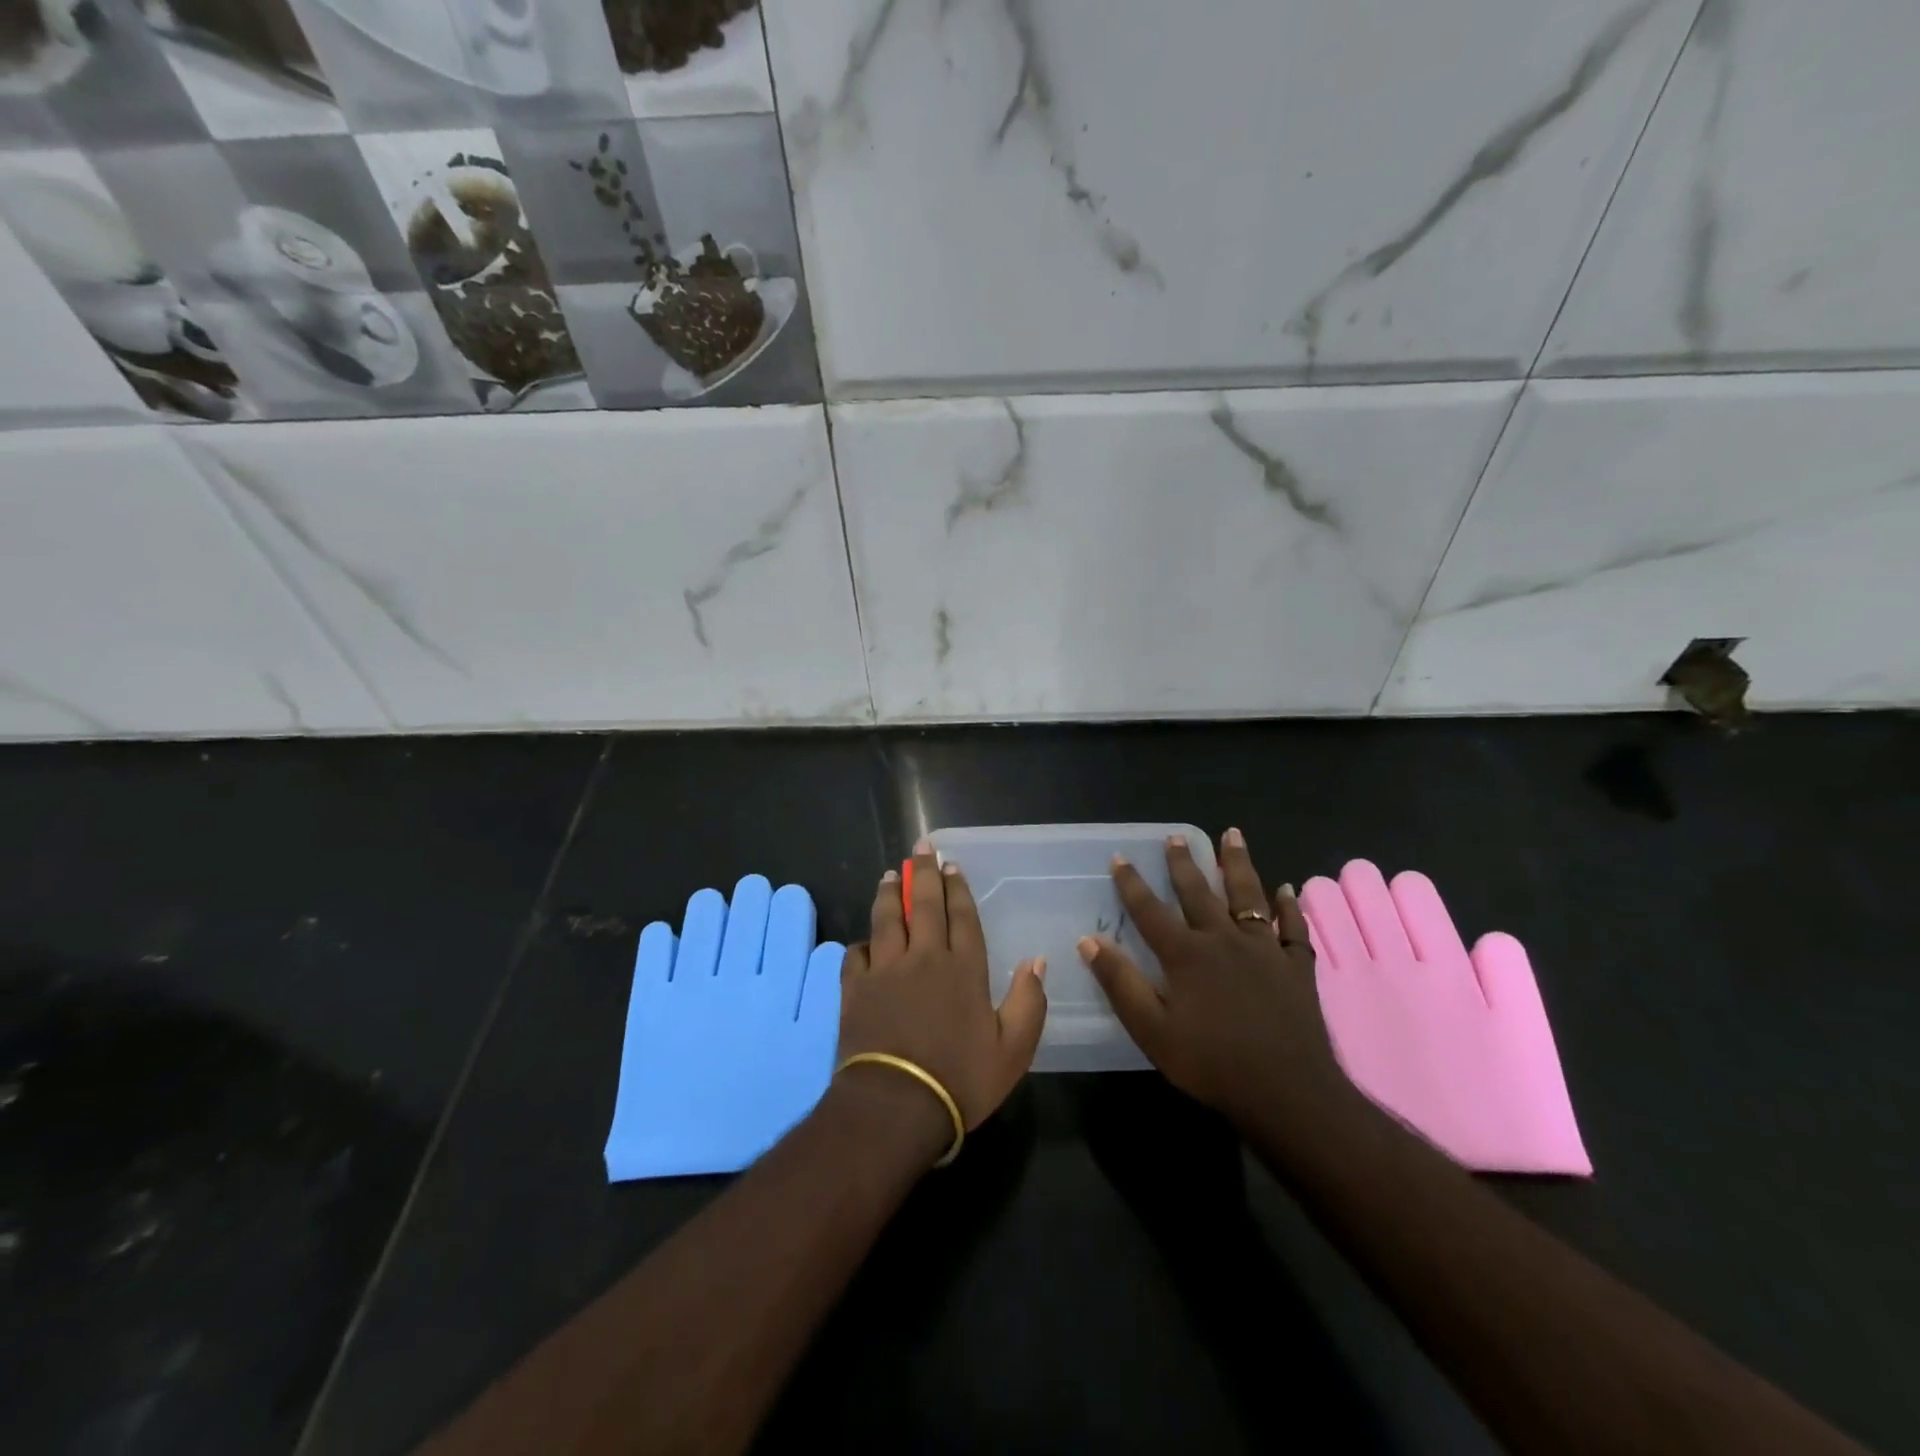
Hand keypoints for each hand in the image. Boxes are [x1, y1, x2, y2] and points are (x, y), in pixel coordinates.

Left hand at [837, 843, 1048, 1138]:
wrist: (896, 1106)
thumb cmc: (960, 1079)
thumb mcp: (1013, 1050)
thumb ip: (1029, 1002)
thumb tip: (1038, 961)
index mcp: (964, 968)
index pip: (962, 916)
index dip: (957, 888)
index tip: (952, 864)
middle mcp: (924, 957)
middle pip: (925, 905)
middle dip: (925, 873)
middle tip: (921, 847)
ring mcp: (886, 970)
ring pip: (887, 919)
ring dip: (890, 893)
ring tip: (891, 874)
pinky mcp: (855, 988)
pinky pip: (855, 954)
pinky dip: (861, 944)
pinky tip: (864, 941)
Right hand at [1077, 829, 1357, 1139]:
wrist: (1287, 1093)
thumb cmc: (1211, 1063)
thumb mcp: (1151, 1029)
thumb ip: (1120, 983)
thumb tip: (1088, 941)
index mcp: (1186, 954)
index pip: (1150, 910)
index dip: (1131, 883)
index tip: (1119, 857)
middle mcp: (1223, 939)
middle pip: (1199, 892)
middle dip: (1184, 863)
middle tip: (1175, 837)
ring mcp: (1264, 949)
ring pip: (1248, 895)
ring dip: (1238, 864)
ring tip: (1233, 834)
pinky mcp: (1296, 966)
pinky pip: (1293, 928)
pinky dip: (1290, 907)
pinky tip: (1288, 889)